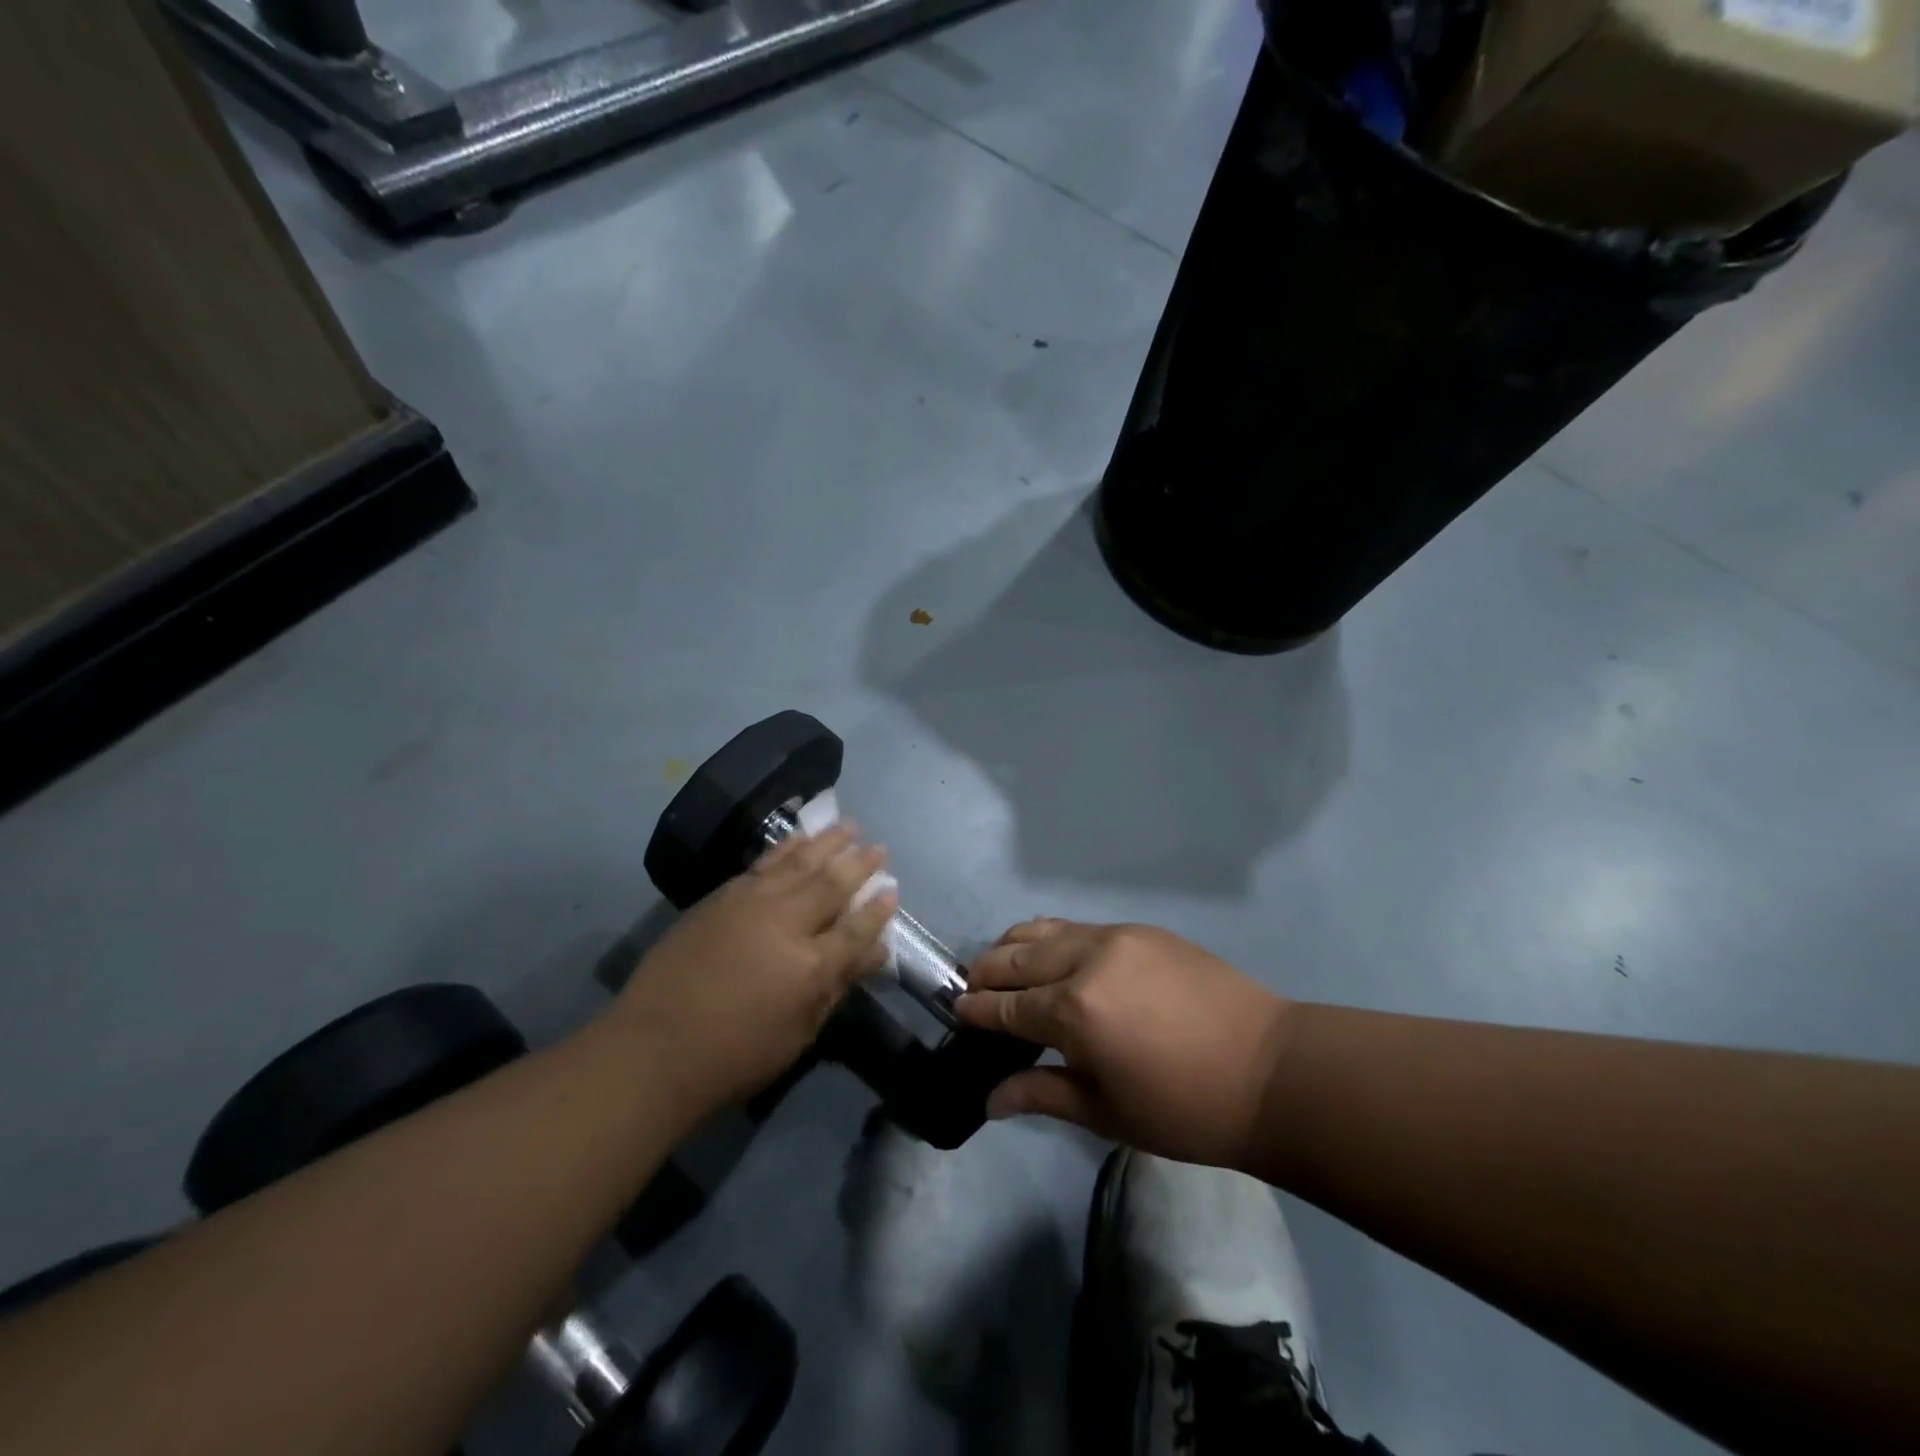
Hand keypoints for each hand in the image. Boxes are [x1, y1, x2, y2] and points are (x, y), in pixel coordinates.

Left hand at [614, 825, 897, 1112]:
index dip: (878, 910)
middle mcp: (786, 924)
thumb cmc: (735, 1056)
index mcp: (810, 966)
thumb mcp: (799, 1034)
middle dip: (860, 864)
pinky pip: (765, 863)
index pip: (857, 929)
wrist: (654, 1048)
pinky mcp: (723, 896)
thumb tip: (874, 952)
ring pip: (800, 863)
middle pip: (832, 885)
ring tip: (849, 826)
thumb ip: (838, 987)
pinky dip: (787, 847)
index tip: (893, 890)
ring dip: (828, 843)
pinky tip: (800, 838)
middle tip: (880, 848)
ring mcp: (752, 903)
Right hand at [955, 920, 1294, 1169]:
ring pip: (1045, 930)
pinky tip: (1055, 959)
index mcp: (1075, 1011)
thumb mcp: (1107, 1113)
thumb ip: (1041, 1095)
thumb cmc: (1185, 1109)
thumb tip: (989, 1100)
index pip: (1006, 1005)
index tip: (956, 1012)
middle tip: (973, 989)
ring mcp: (1116, 936)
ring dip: (1015, 946)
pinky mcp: (1141, 929)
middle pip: (1016, 955)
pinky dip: (1053, 939)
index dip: (976, 1010)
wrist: (1271, 1071)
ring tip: (1005, 967)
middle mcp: (1086, 959)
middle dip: (987, 972)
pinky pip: (1080, 926)